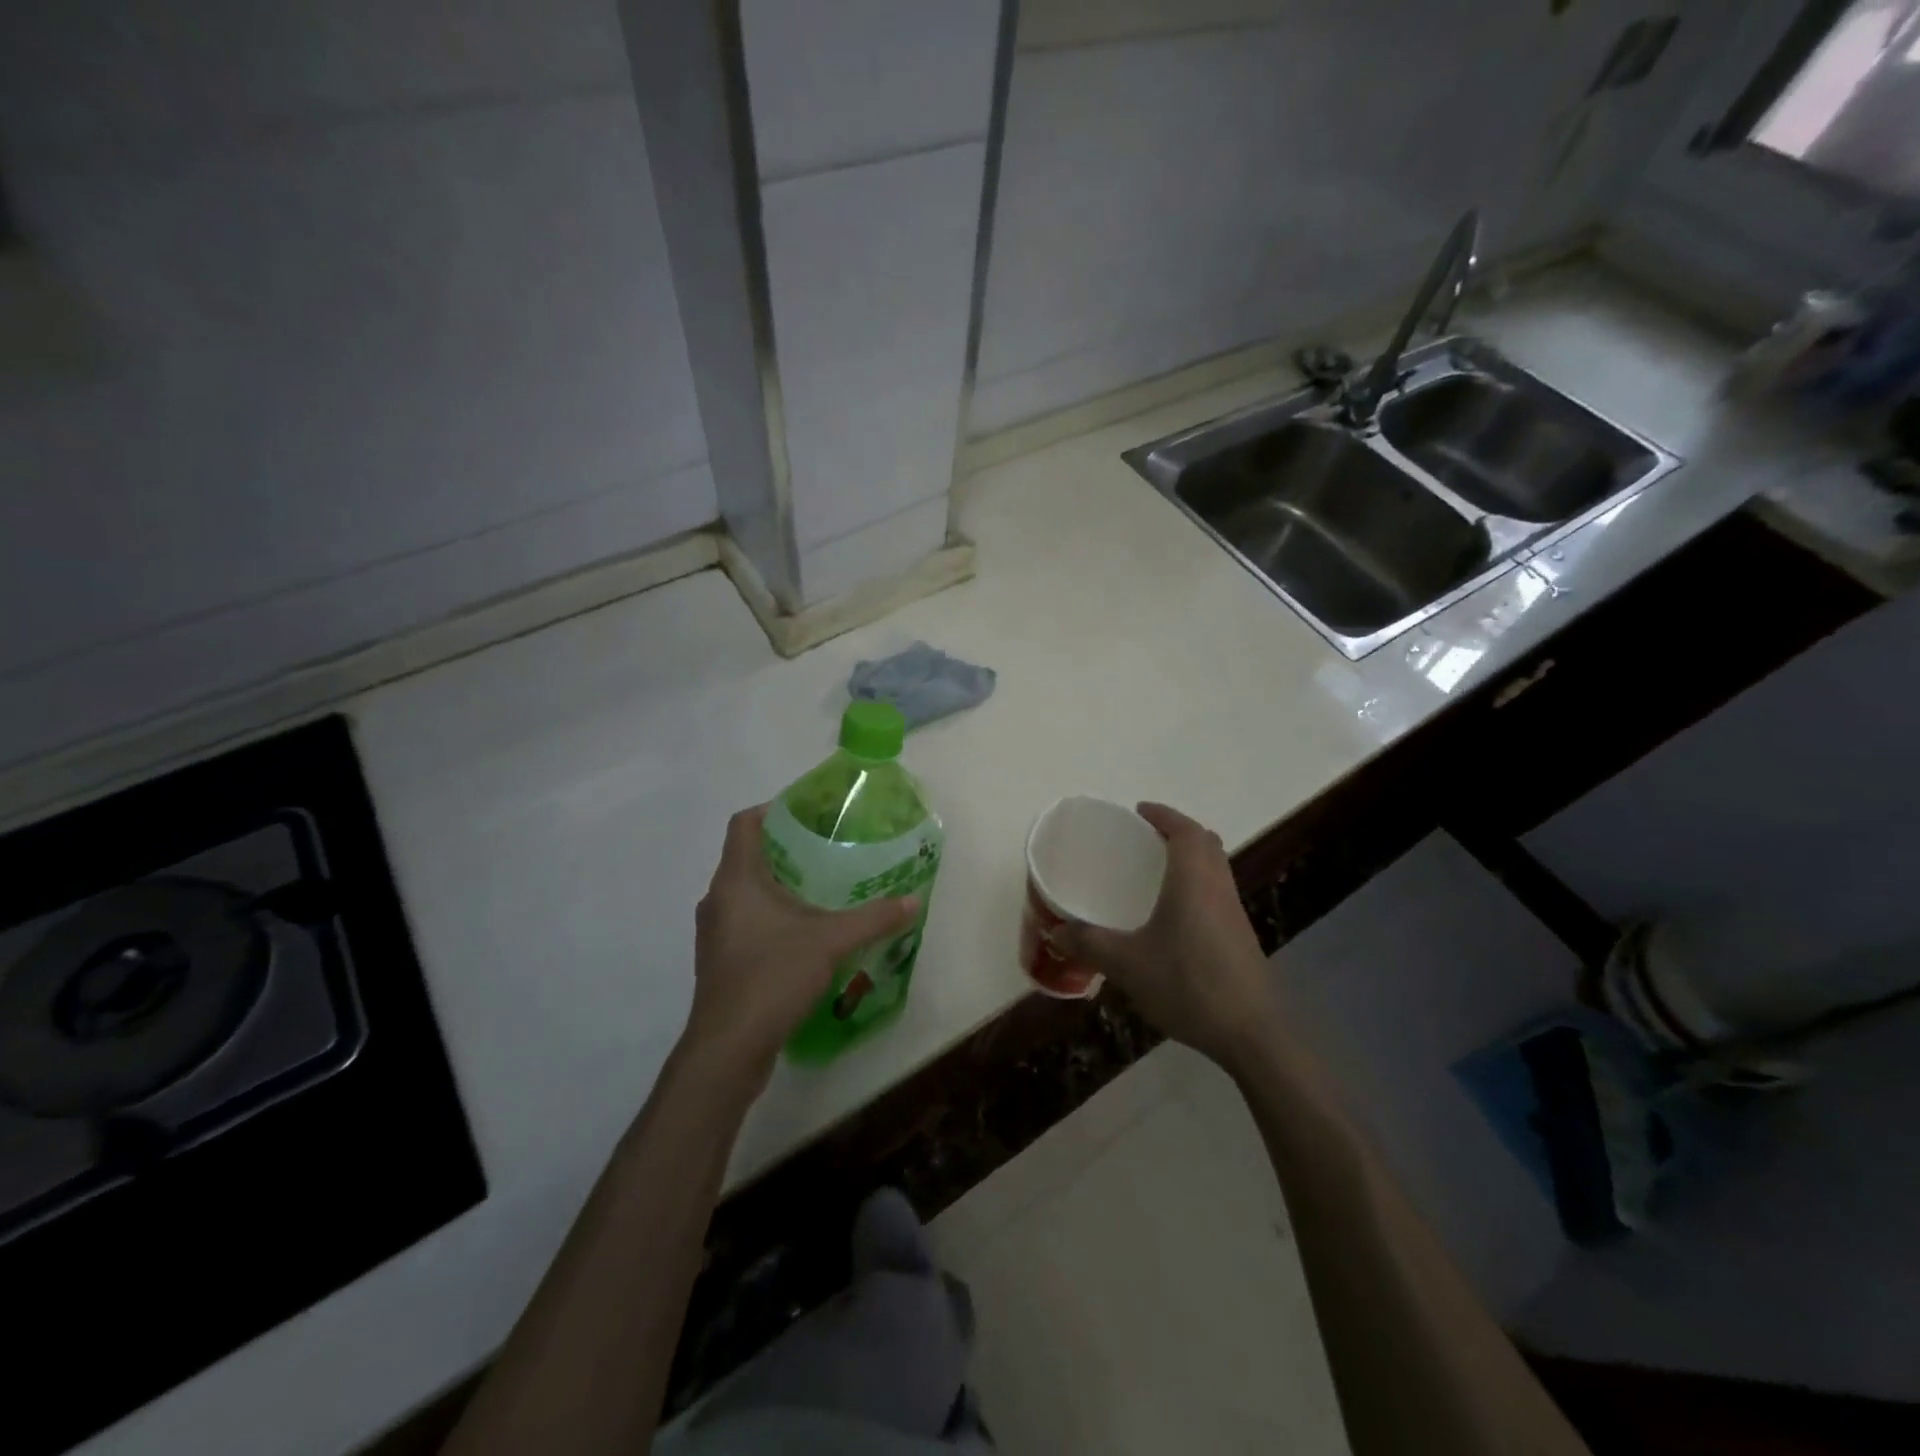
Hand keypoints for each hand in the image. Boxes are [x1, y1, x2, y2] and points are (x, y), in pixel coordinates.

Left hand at [683, 805, 918, 1081]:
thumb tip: (914, 900)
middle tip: (828, 849)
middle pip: (748, 856)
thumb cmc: (772, 977)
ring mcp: (715, 933)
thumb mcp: (831, 941)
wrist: (728, 1049)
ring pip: (746, 892)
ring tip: (821, 889)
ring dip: (778, 886)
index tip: (810, 813)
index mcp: (736, 880)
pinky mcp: (721, 961)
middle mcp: (718, 899)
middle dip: (787, 849)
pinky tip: (804, 934)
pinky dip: (771, 916)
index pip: (744, 823)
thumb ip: (874, 918)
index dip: (773, 810)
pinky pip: (746, 922)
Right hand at [1053, 803, 1281, 1075]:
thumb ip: (1090, 943)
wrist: (1251, 1033)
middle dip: (1178, 832)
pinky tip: (1174, 916)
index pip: (1185, 830)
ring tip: (1157, 872)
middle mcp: (1218, 888)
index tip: (1139, 811)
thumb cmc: (1188, 985)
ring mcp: (1234, 913)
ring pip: (1215, 868)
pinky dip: (1197, 885)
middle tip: (1146, 839)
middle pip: (1206, 843)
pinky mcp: (1241, 937)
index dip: (1164, 815)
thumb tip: (1056, 931)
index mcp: (1193, 881)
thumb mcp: (1127, 964)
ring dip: (1191, 858)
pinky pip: (1218, 893)